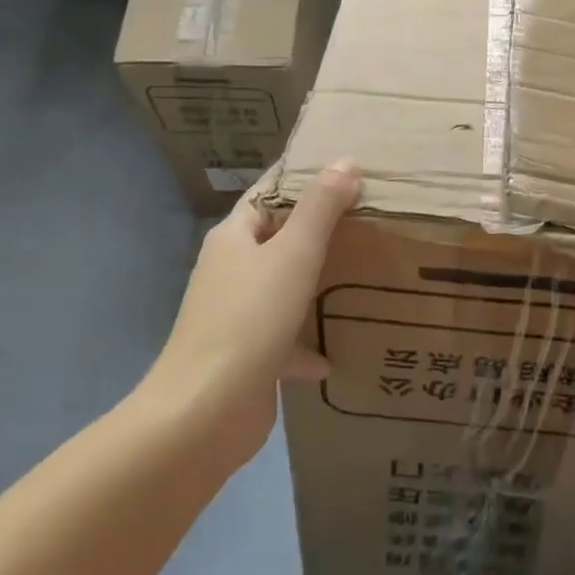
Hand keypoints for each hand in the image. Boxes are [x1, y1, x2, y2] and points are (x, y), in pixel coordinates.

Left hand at [147, 161, 359, 463]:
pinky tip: (337, 354)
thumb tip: (345, 161)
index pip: (269, 192)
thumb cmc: (249, 319)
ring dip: (315, 284)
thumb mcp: (293, 254)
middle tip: (368, 217)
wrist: (205, 413)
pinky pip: (284, 339)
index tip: (345, 166)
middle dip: (318, 230)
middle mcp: (231, 270)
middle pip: (278, 238)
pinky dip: (308, 343)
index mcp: (234, 237)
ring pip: (283, 288)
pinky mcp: (246, 356)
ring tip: (363, 275)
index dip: (302, 176)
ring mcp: (236, 315)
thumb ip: (320, 207)